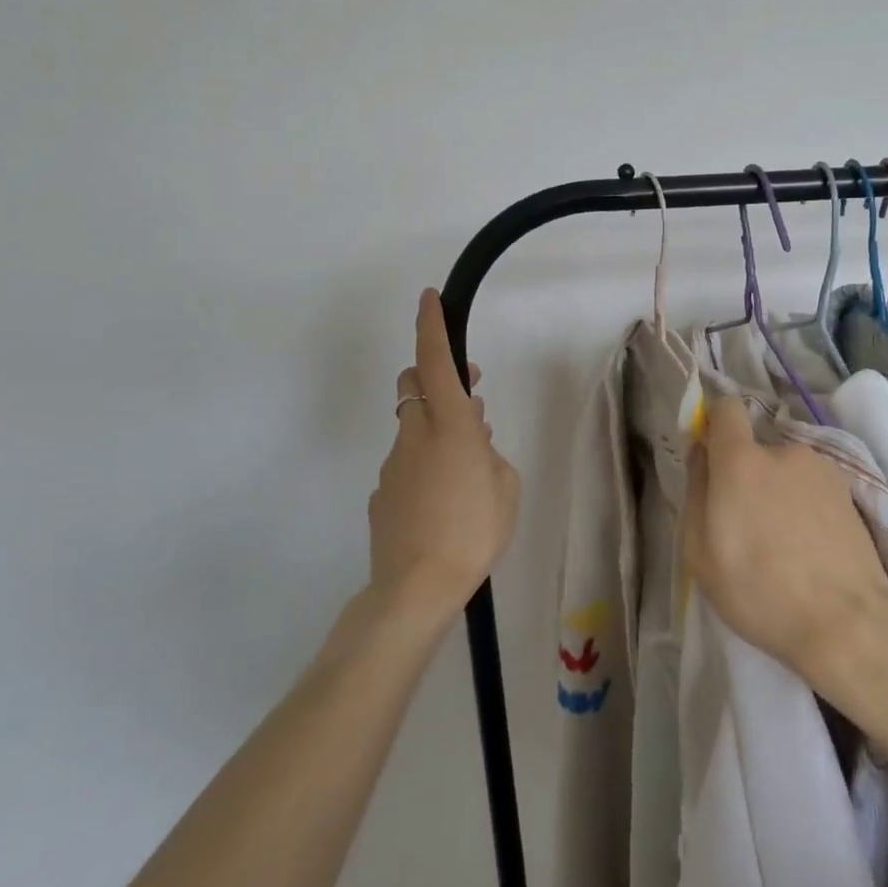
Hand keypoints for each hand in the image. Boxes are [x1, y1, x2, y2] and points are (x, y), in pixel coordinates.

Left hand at [368, 290, 520, 621]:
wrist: (417, 589)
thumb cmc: (475, 530)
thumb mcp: (506, 487)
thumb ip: (489, 454)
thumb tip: (471, 443)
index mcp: (450, 426)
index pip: (435, 362)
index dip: (431, 326)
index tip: (428, 298)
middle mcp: (415, 436)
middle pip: (413, 385)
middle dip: (434, 379)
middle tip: (469, 401)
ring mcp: (392, 465)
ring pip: (412, 428)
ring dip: (435, 431)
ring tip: (464, 472)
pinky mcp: (381, 495)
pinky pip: (405, 465)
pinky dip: (423, 468)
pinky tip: (441, 504)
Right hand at [679, 394, 887, 680]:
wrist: (847, 622)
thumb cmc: (758, 590)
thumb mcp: (699, 551)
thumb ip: (695, 490)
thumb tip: (701, 452)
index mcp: (741, 460)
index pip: (726, 408)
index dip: (716, 423)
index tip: (711, 456)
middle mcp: (783, 451)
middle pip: (756, 450)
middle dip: (747, 477)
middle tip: (748, 526)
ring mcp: (821, 469)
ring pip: (786, 472)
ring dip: (779, 494)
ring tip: (785, 545)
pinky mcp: (849, 492)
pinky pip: (812, 489)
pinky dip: (806, 508)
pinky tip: (811, 548)